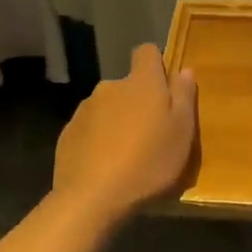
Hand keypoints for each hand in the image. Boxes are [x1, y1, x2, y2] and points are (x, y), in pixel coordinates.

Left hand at [50, 45, 197, 228]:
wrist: (92, 199)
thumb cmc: (148, 162)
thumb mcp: (182, 131)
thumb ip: (184, 96)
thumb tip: (183, 70)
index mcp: (141, 82)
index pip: (147, 52)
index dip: (156, 65)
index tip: (165, 89)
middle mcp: (110, 87)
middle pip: (128, 85)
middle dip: (138, 102)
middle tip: (150, 134)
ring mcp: (85, 110)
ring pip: (108, 107)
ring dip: (117, 121)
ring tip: (126, 155)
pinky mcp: (67, 134)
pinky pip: (89, 129)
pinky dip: (97, 140)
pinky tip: (104, 167)